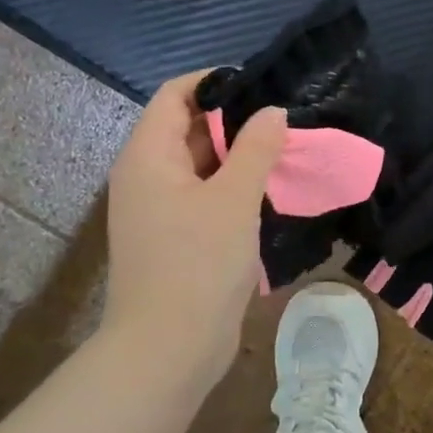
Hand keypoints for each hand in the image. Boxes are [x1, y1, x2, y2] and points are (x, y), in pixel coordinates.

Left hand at [101, 72, 286, 391]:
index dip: (215, 83)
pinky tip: (270, 191)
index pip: (175, 96)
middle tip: (284, 119)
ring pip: (200, 166)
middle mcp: (147, 176)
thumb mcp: (233, 199)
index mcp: (148, 156)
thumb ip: (255, 149)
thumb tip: (272, 112)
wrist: (169, 348)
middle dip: (234, 121)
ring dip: (239, 157)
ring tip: (286, 150)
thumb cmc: (197, 264)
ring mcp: (160, 210)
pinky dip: (234, 188)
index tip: (262, 86)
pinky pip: (204, 197)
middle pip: (188, 129)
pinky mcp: (176, 238)